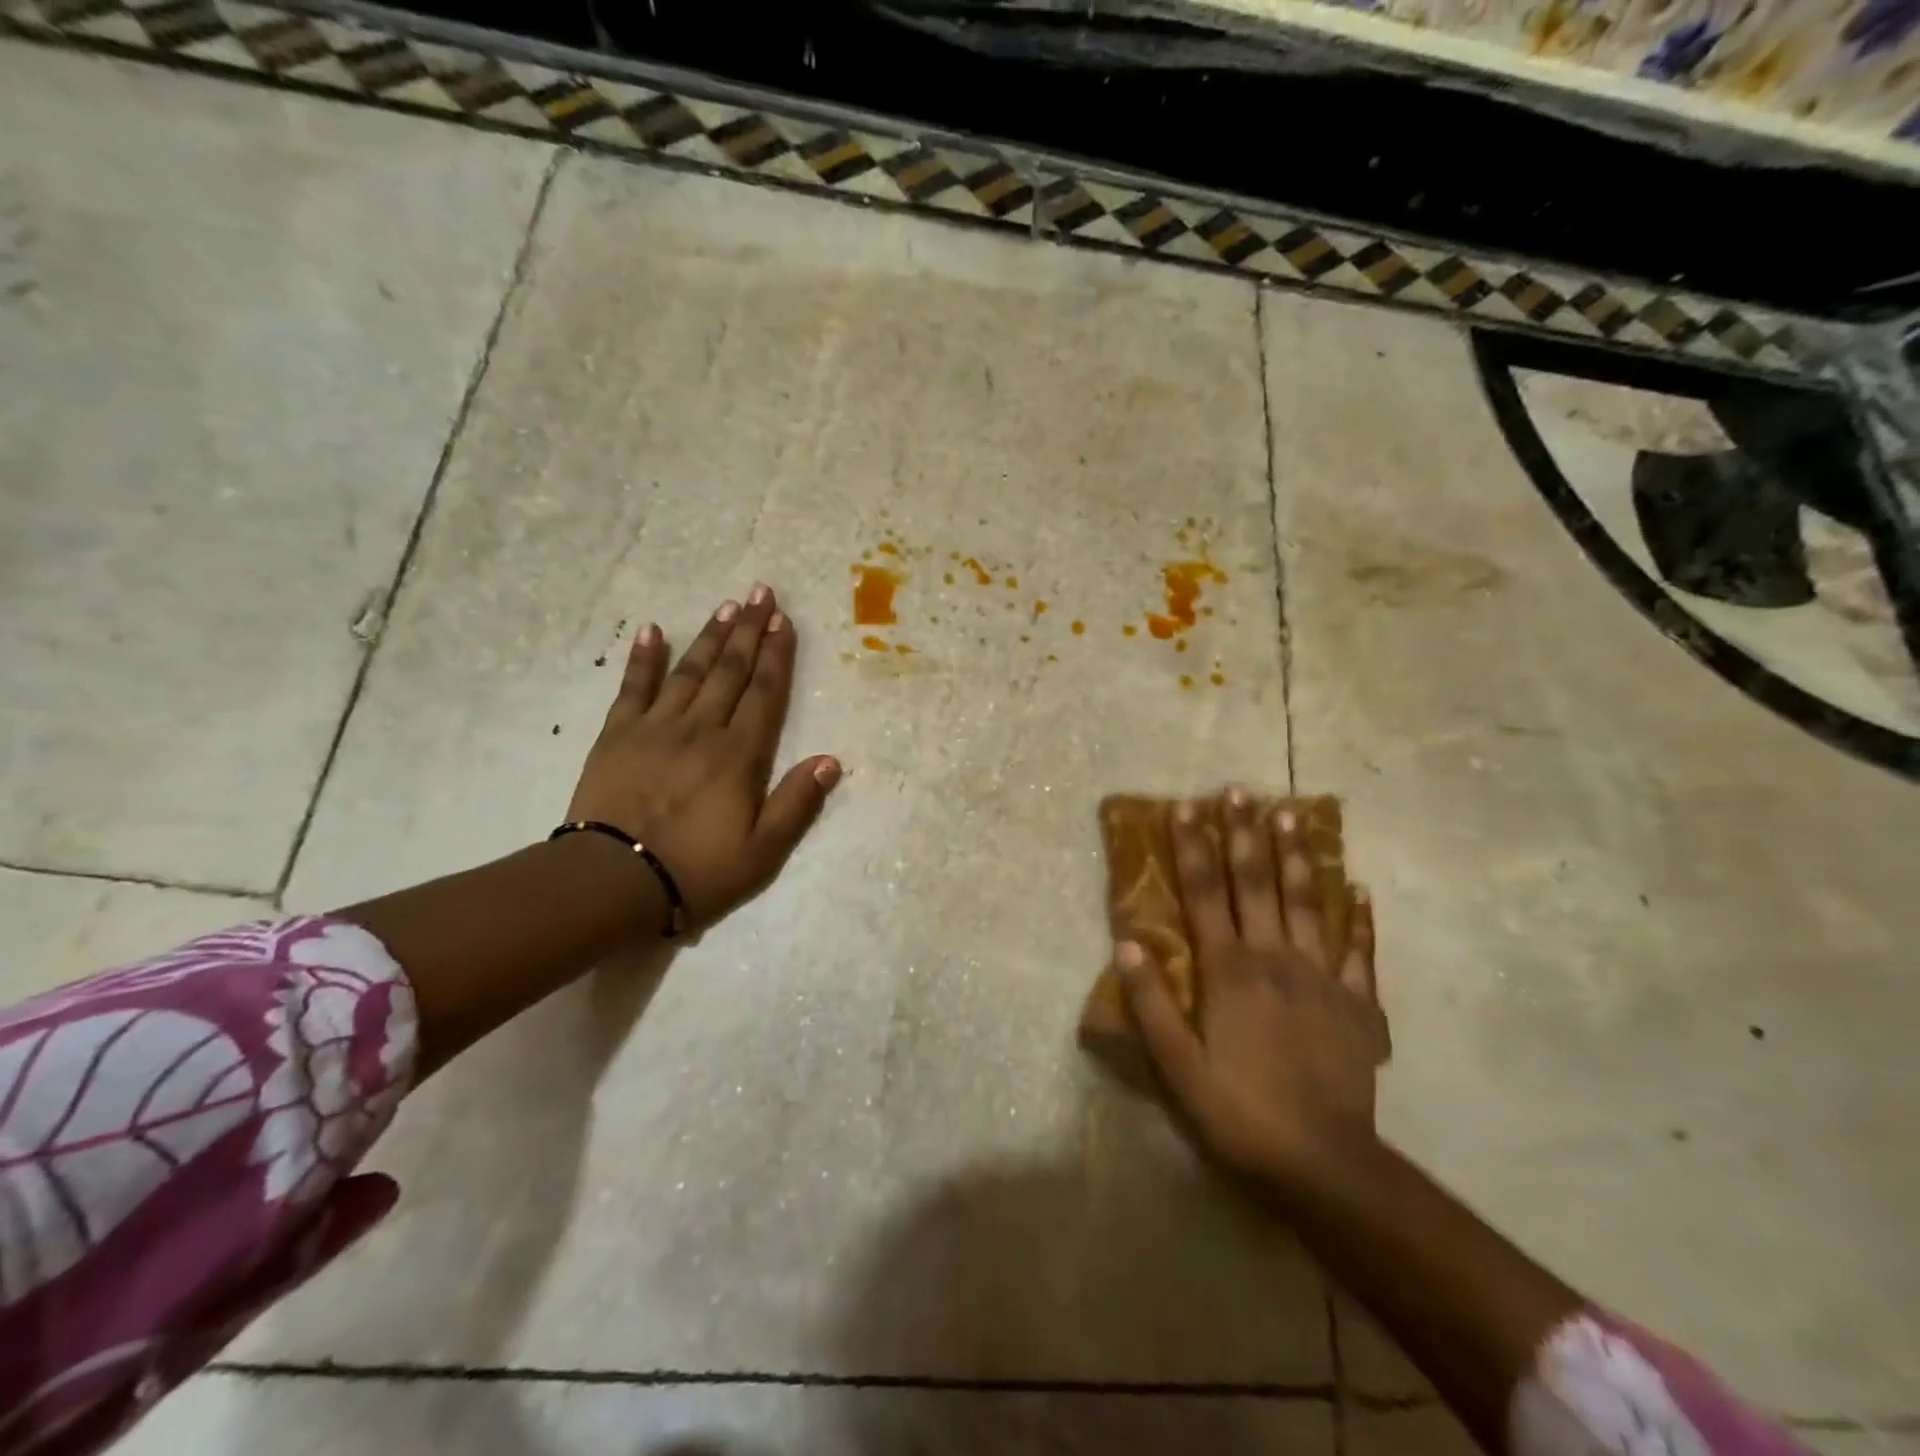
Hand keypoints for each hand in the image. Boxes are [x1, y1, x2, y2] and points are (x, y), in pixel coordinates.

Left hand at [567, 585, 840, 931]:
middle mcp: (702, 729)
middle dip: (749, 630)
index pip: (764, 693)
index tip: (784, 621)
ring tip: (726, 606)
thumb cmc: (697, 870)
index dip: (776, 655)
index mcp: (739, 755)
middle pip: (730, 671)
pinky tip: (652, 630)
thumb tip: (830, 760)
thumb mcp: (762, 851)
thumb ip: (797, 803)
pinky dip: (644, 657)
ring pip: (689, 670)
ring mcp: (656, 727)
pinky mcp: (617, 735)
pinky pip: (633, 687)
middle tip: (760, 593)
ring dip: (710, 637)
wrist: (613, 882)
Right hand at [1118, 789, 1388, 1190]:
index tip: (1187, 805)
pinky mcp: (1358, 1003)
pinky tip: (1359, 889)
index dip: (1193, 847)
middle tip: (1239, 790)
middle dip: (1244, 833)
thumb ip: (1152, 1003)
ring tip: (1290, 814)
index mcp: (1228, 970)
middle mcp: (1274, 958)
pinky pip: (1360, 951)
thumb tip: (1127, 944)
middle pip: (1256, 883)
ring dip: (1296, 855)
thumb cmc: (1238, 1111)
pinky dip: (1360, 919)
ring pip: (1307, 902)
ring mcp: (1322, 977)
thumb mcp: (1177, 1066)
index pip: (1204, 893)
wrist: (1323, 1163)